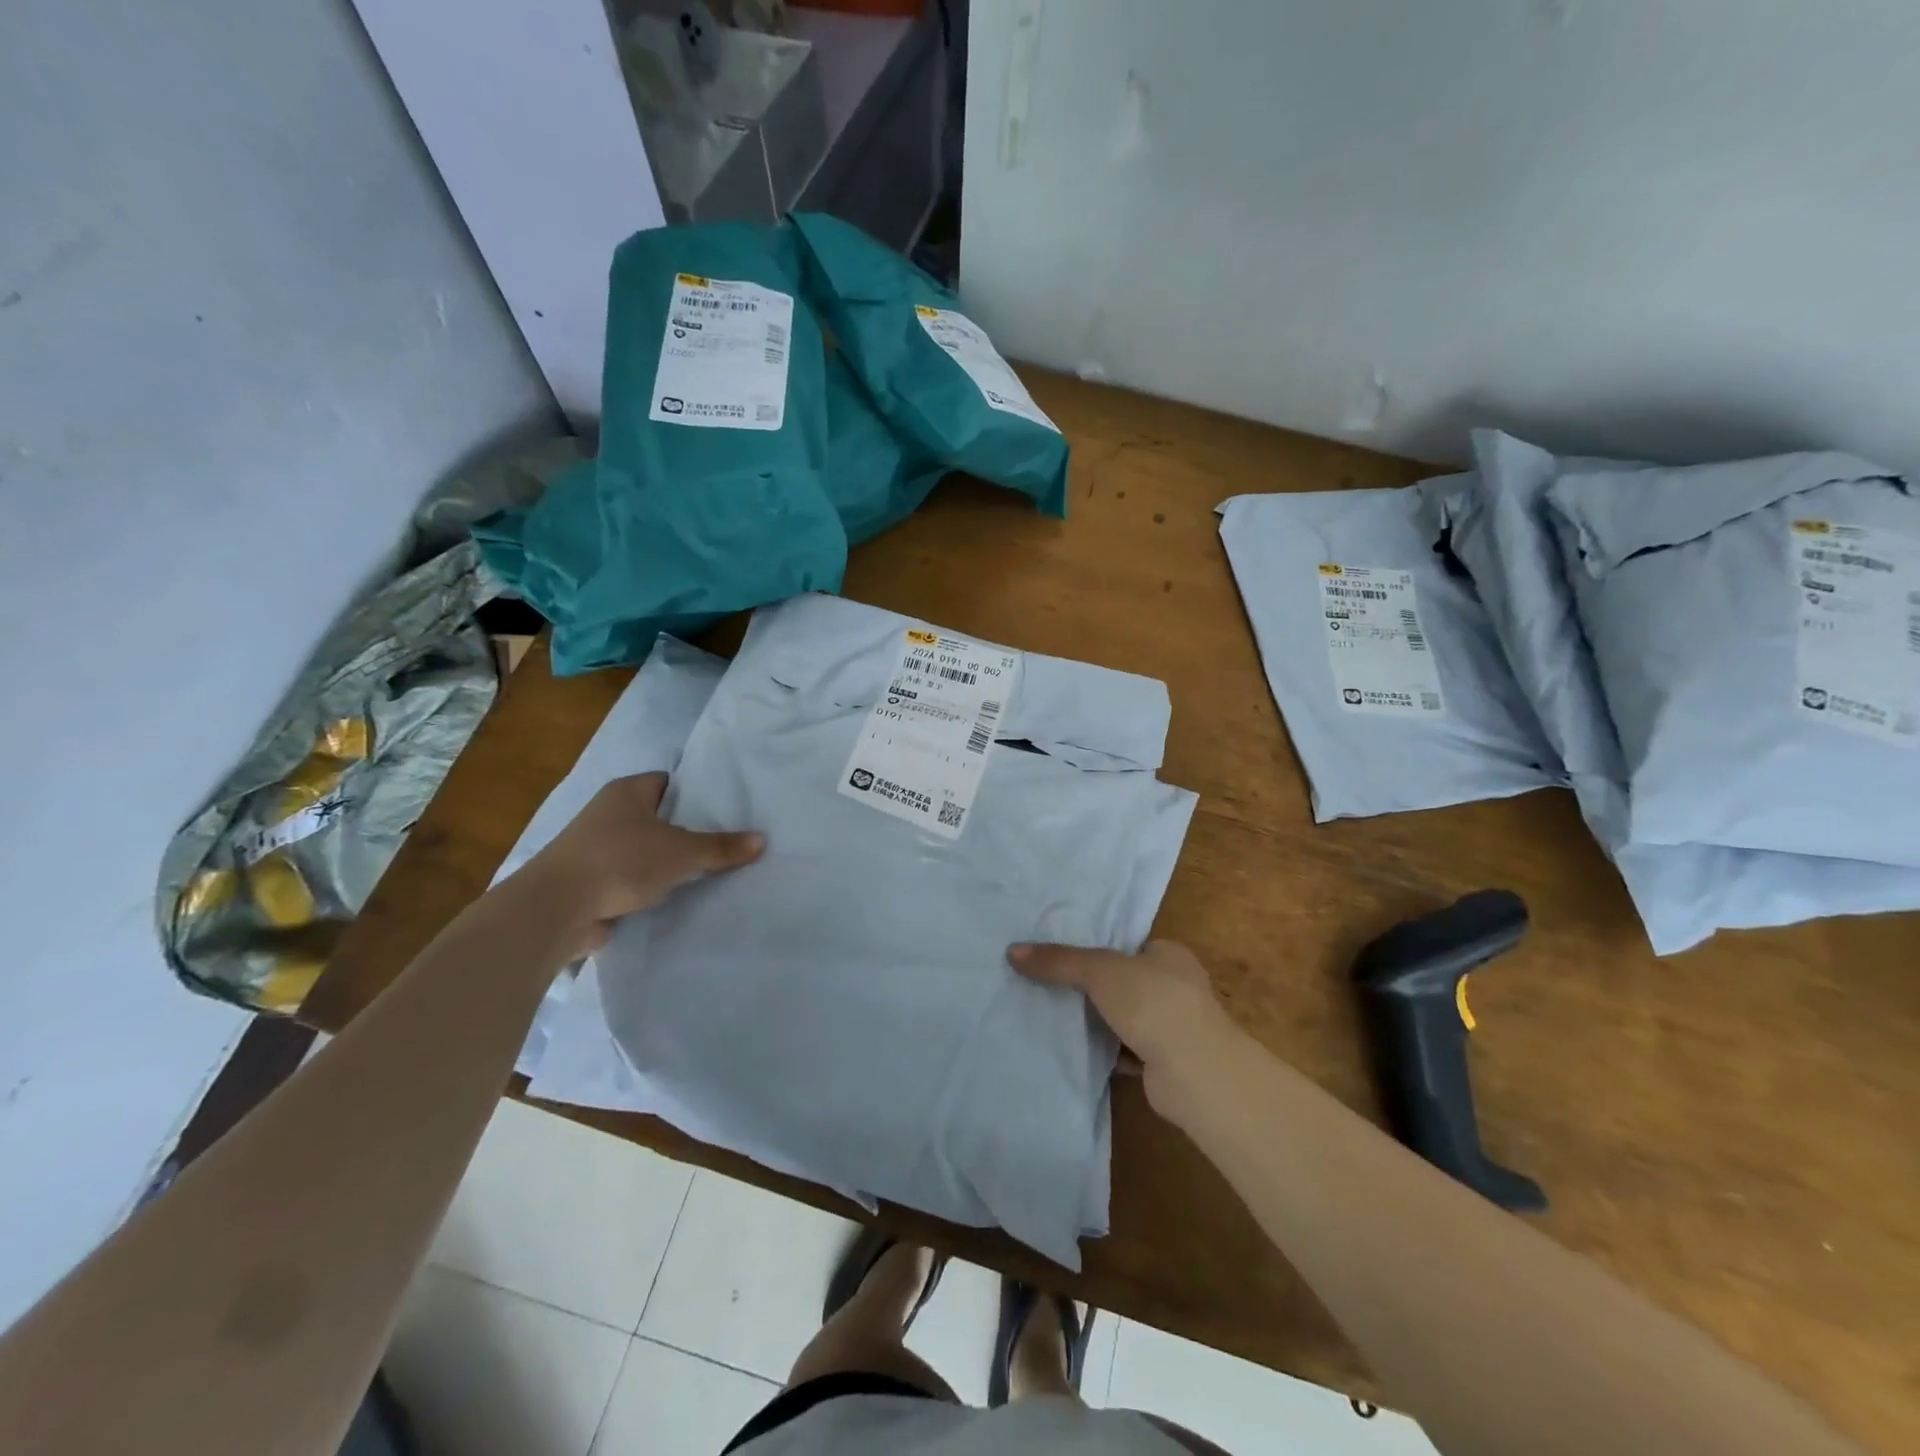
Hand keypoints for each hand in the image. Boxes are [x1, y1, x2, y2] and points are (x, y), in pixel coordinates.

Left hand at [514, 772, 764, 958]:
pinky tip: (681, 896)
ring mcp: (597, 848)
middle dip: (689, 830)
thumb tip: (763, 840)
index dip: (698, 794)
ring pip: (647, 850)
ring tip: (713, 870)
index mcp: (627, 792)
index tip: (728, 808)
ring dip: (670, 862)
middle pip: (661, 817)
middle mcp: (609, 813)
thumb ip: (722, 847)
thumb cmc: (620, 861)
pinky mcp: (592, 881)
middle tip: (729, 840)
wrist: (556, 909)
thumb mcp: (682, 852)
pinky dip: (652, 886)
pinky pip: (633, 877)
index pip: (670, 782)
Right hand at [1007, 940, 1240, 1118]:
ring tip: (1054, 1016)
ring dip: (1098, 1022)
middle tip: (1051, 986)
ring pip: (1124, 1018)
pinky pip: (1125, 1050)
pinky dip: (1105, 1052)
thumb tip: (1013, 951)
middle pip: (1125, 983)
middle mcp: (1176, 988)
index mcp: (1170, 955)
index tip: (1063, 957)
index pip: (1130, 946)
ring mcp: (1173, 1027)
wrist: (1195, 1073)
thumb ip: (1059, 961)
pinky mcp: (1164, 1063)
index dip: (1100, 950)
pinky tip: (1076, 1050)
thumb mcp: (1100, 971)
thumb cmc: (1154, 1003)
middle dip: (1094, 989)